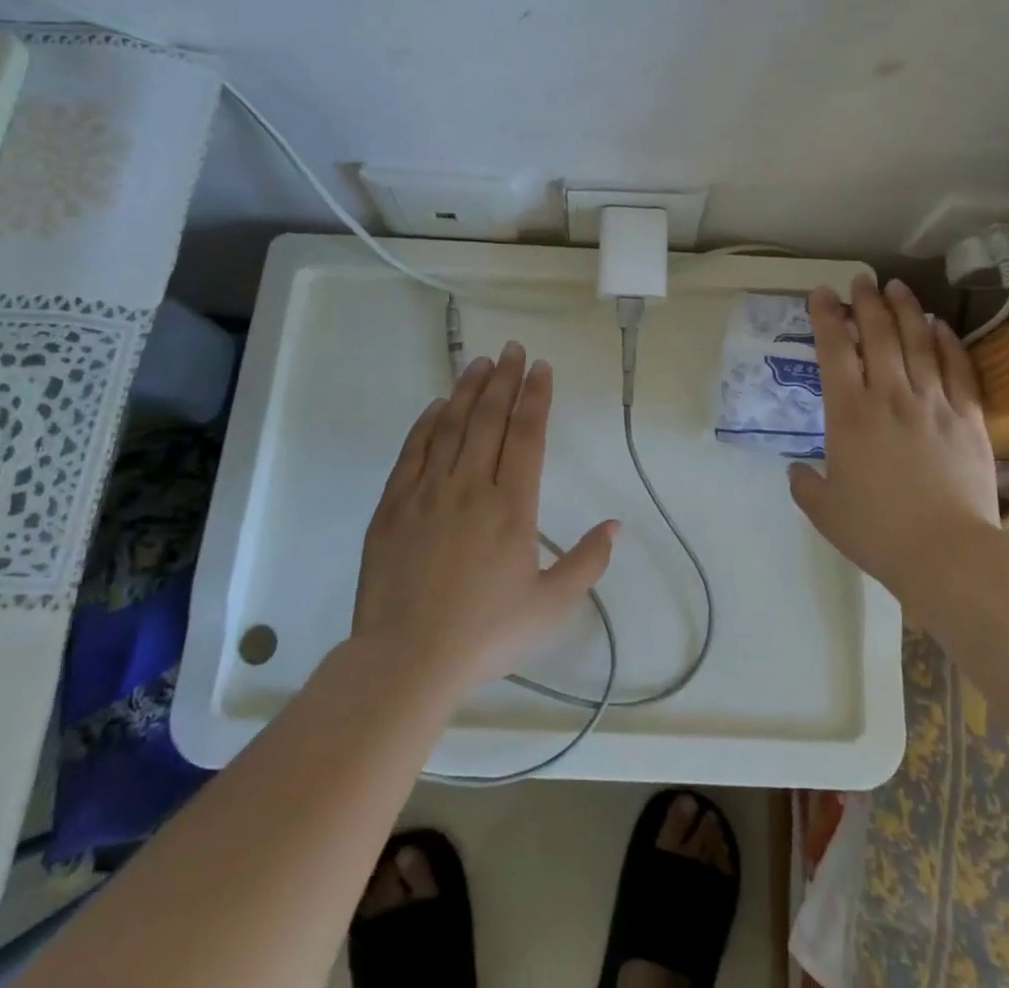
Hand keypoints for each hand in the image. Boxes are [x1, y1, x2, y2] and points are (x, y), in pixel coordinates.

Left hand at [352, 341, 618, 696]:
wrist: (405, 660)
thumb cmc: (485, 634)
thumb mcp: (550, 607)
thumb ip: (587, 563)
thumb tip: (615, 526)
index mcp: (511, 506)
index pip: (527, 435)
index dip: (536, 397)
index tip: (541, 368)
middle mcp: (470, 487)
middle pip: (489, 419)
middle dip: (504, 380)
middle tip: (512, 349)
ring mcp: (427, 493)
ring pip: (451, 427)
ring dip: (468, 391)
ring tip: (479, 362)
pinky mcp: (393, 506)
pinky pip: (413, 452)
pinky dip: (427, 423)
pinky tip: (436, 406)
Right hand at [786, 276, 998, 601]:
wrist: (946, 554)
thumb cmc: (877, 532)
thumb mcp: (825, 511)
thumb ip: (805, 484)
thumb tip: (797, 469)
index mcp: (848, 414)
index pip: (835, 350)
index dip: (826, 317)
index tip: (822, 294)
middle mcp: (889, 396)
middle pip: (878, 335)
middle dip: (866, 302)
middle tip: (861, 279)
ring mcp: (932, 403)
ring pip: (918, 342)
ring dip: (906, 310)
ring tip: (898, 287)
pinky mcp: (968, 417)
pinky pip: (957, 369)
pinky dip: (948, 343)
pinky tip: (940, 326)